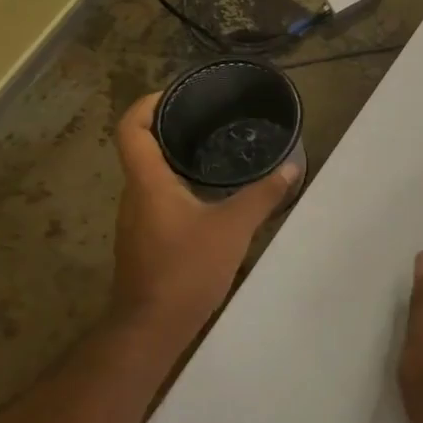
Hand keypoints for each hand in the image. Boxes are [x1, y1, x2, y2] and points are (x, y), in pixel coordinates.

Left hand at [110, 93, 299, 339]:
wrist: (152, 328)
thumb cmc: (186, 269)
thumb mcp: (233, 228)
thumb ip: (263, 195)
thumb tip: (291, 167)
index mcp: (148, 183)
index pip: (131, 129)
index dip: (148, 103)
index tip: (177, 93)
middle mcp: (135, 196)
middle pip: (142, 148)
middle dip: (171, 128)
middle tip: (210, 118)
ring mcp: (137, 220)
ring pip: (152, 176)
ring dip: (177, 159)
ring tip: (216, 151)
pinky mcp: (145, 241)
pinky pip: (159, 199)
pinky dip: (180, 186)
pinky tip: (211, 195)